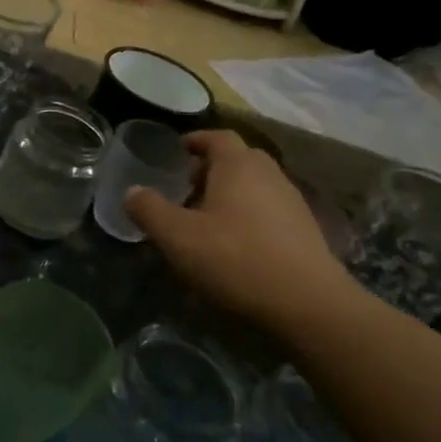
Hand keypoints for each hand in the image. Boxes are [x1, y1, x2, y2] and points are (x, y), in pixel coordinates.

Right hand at [125, 129, 355, 333]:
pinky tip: (234, 244)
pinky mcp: (305, 231)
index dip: (196, 140)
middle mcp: (269, 175)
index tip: (178, 150)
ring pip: (255, 185)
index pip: (217, 137)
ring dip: (230, 194)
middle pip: (238, 159)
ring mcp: (292, 202)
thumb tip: (132, 192)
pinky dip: (248, 215)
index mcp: (238, 166)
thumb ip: (149, 210)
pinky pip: (269, 210)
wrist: (308, 304)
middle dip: (211, 168)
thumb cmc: (235, 259)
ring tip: (206, 219)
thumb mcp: (177, 236)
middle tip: (186, 188)